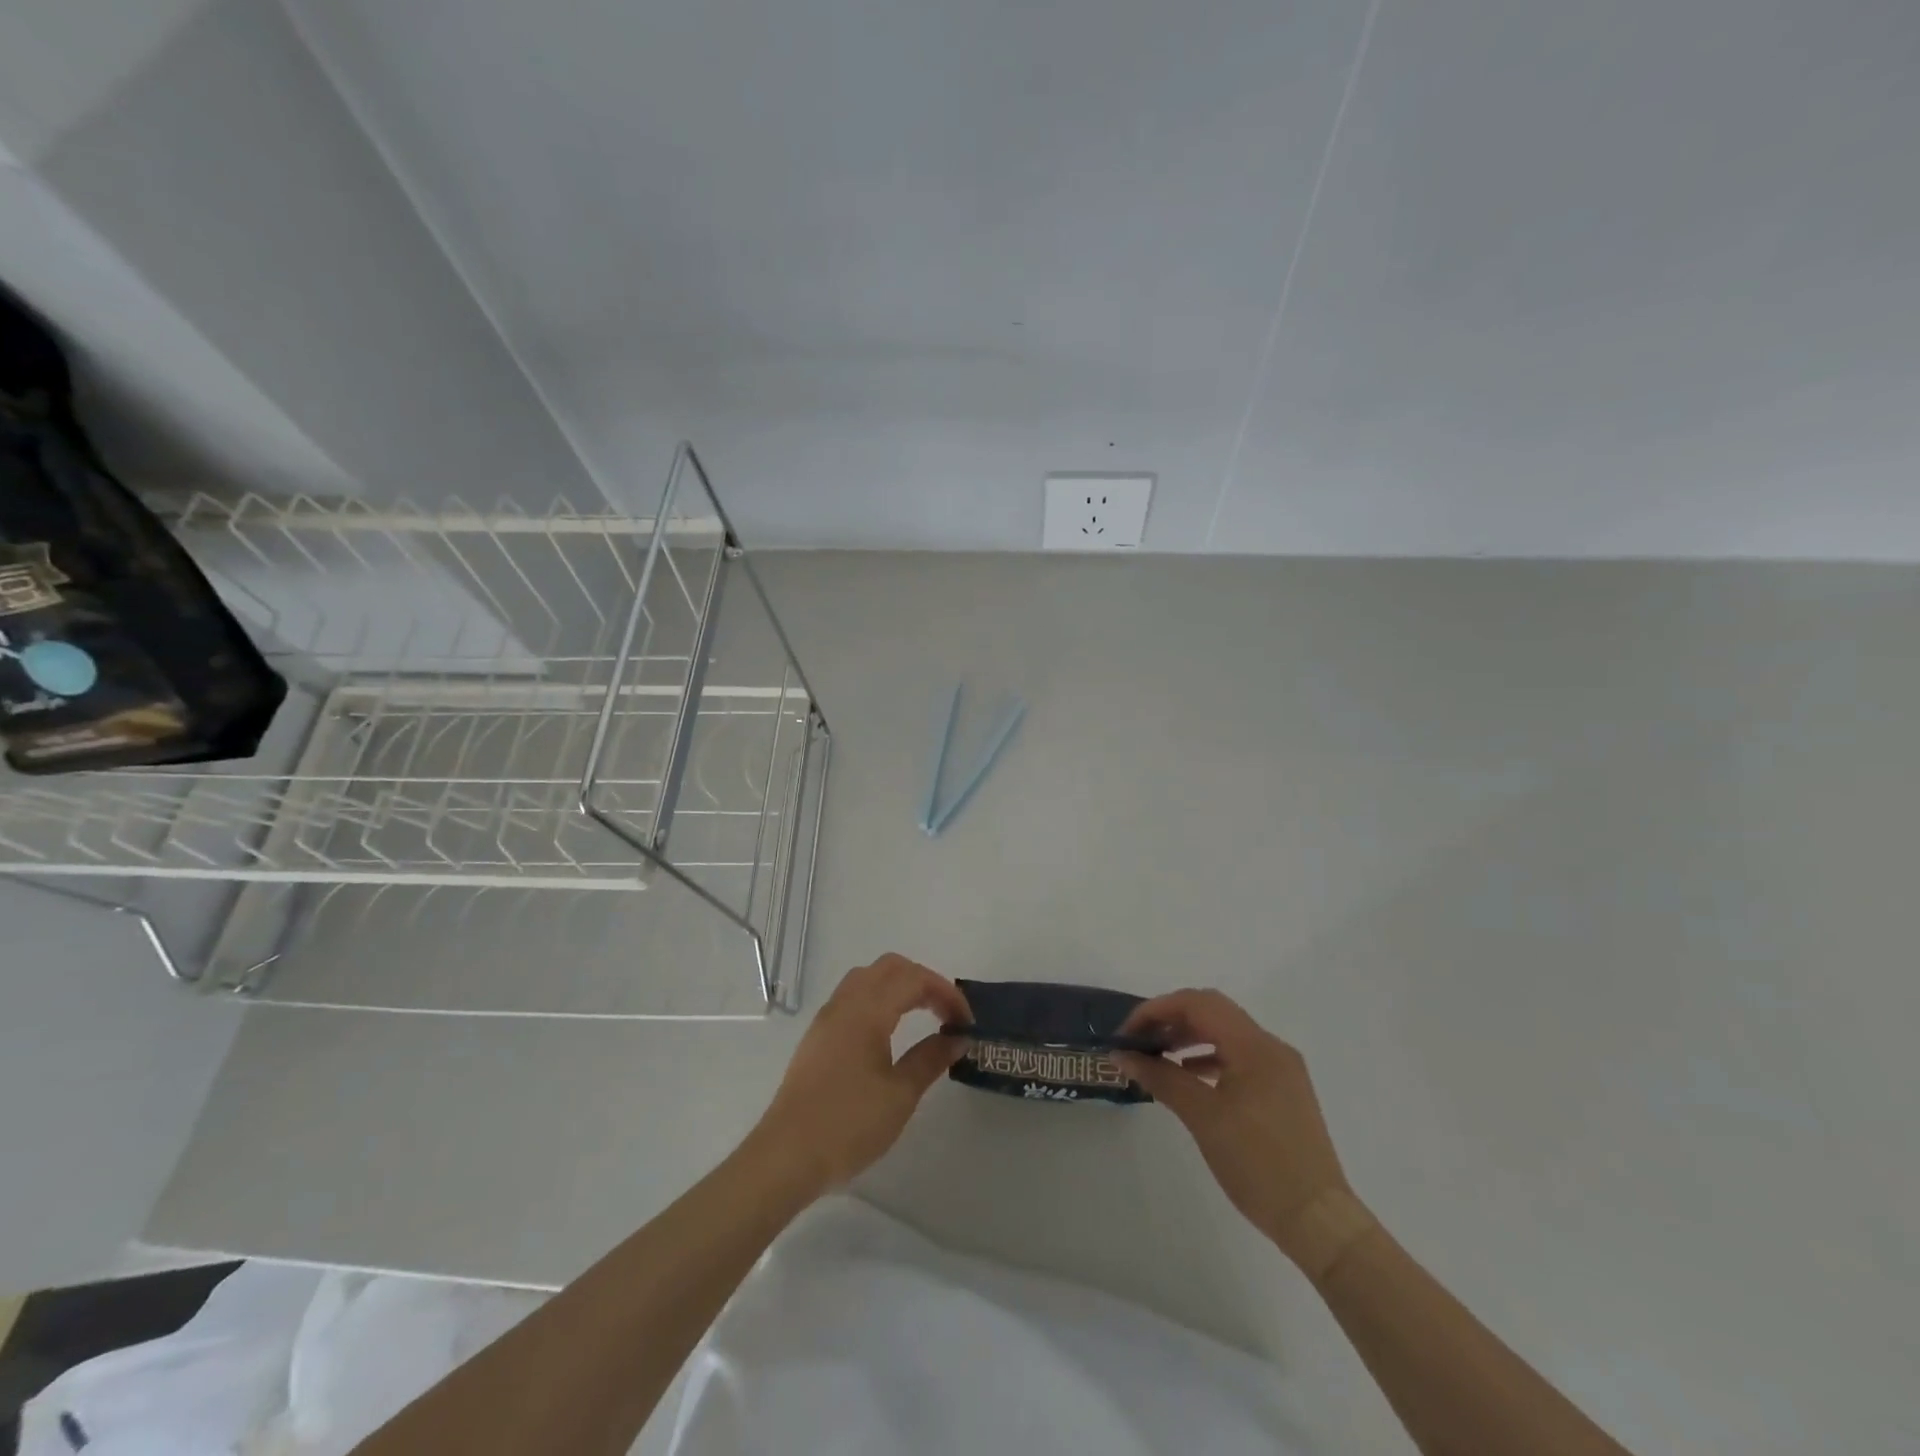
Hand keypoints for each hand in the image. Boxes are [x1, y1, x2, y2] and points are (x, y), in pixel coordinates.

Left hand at [752, 953, 971, 1193]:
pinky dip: (879, 998)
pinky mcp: (817, 1036)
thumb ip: (931, 1059)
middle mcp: (845, 1003)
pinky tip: (889, 1030)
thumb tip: (957, 1038)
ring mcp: (827, 1018)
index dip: (946, 993)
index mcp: (868, 1010)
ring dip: (899, 986)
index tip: (967, 1023)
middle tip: (946, 1013)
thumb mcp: (900, 1095)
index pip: (914, 979)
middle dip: (924, 981)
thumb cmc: (848, 1124)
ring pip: (868, 978)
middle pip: (890, 967)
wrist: (786, 1157)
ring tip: (922, 1016)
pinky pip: (853, 996)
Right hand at [1116, 990, 1360, 1269]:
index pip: (1197, 1004)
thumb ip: (1161, 1078)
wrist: (1318, 1220)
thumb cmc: (1258, 1164)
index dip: (1156, 1010)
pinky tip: (1187, 1077)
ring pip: (1225, 1033)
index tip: (1126, 1034)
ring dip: (1188, 1037)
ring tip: (1156, 1057)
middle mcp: (1270, 1046)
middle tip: (1138, 1041)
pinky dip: (1208, 1058)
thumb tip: (1123, 1056)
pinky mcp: (1282, 1090)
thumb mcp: (1203, 1117)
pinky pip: (1238, 1057)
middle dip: (1171, 1019)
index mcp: (1255, 1045)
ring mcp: (1280, 1069)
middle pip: (1212, 1012)